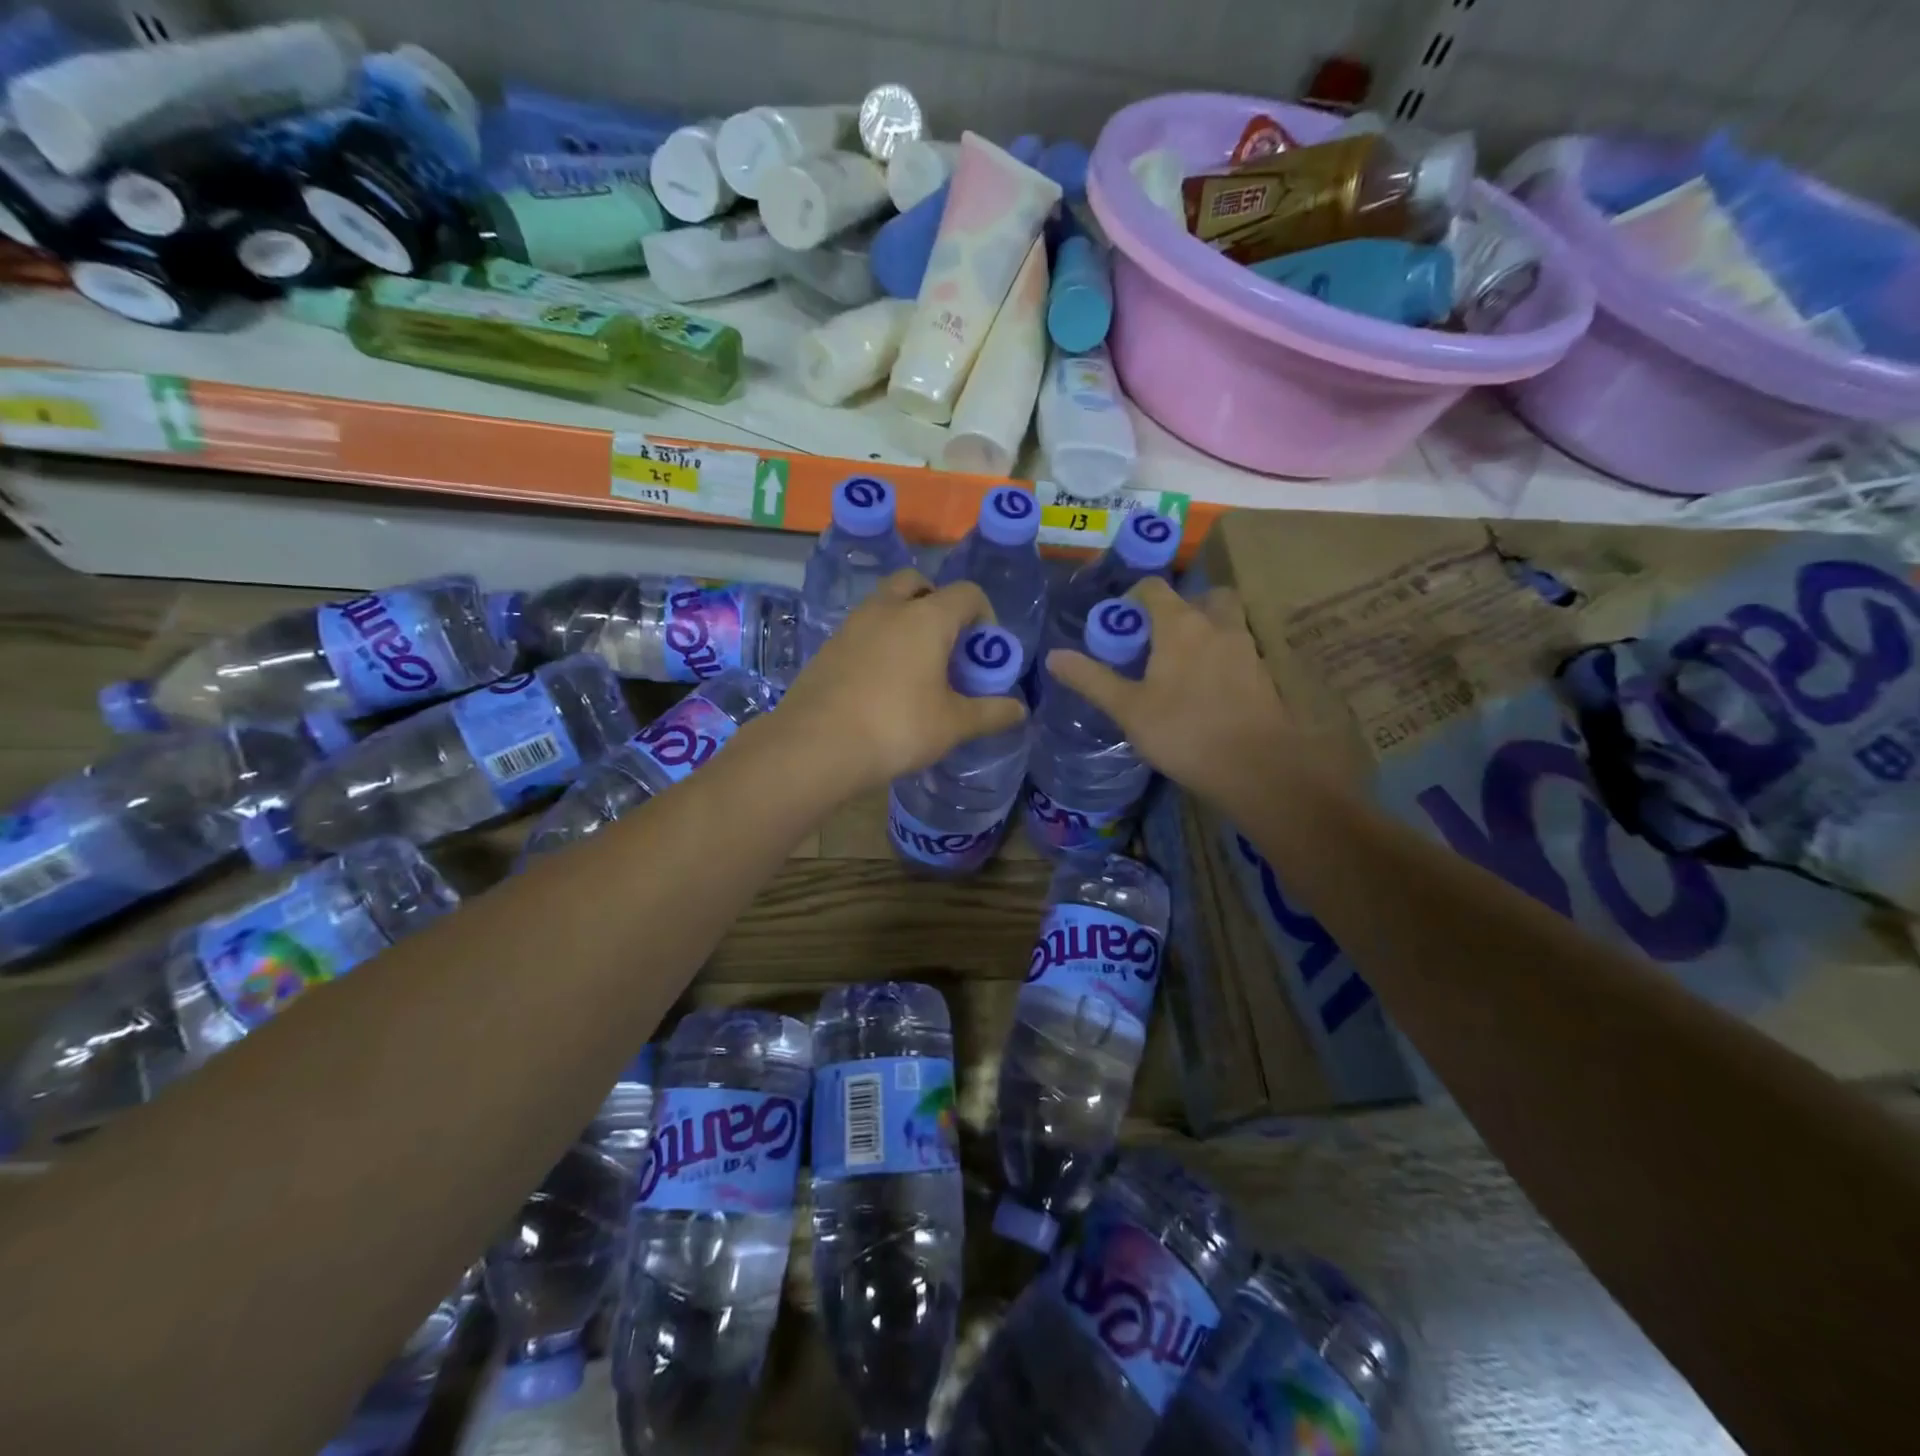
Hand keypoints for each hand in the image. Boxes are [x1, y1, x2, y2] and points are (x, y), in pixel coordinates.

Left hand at [775, 570, 1026, 793]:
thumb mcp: (953, 725)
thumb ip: (990, 713)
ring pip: (885, 604)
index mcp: (926, 618)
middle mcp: (888, 609)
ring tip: (915, 665)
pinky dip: (879, 641)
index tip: (984, 651)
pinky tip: (881, 682)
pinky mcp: (828, 646)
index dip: (984, 615)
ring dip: (905, 620)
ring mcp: (852, 624)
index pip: (967, 593)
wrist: (816, 746)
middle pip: (918, 583)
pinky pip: (863, 629)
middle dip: (938, 604)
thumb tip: (1020, 711)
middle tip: (946, 644)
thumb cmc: (897, 727)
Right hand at [1045, 577, 1315, 810]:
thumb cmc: (1183, 731)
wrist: (1256, 767)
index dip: (1134, 597)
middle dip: (1181, 607)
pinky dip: (1222, 656)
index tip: (1120, 621)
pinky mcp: (1263, 675)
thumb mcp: (1127, 708)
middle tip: (1159, 636)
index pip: (1155, 589)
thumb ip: (1091, 679)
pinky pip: (1239, 650)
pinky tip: (1208, 688)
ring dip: (1206, 629)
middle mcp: (1217, 625)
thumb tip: (1054, 656)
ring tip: (1182, 663)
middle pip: (1203, 597)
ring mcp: (1246, 649)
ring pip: (1226, 622)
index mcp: (1181, 625)